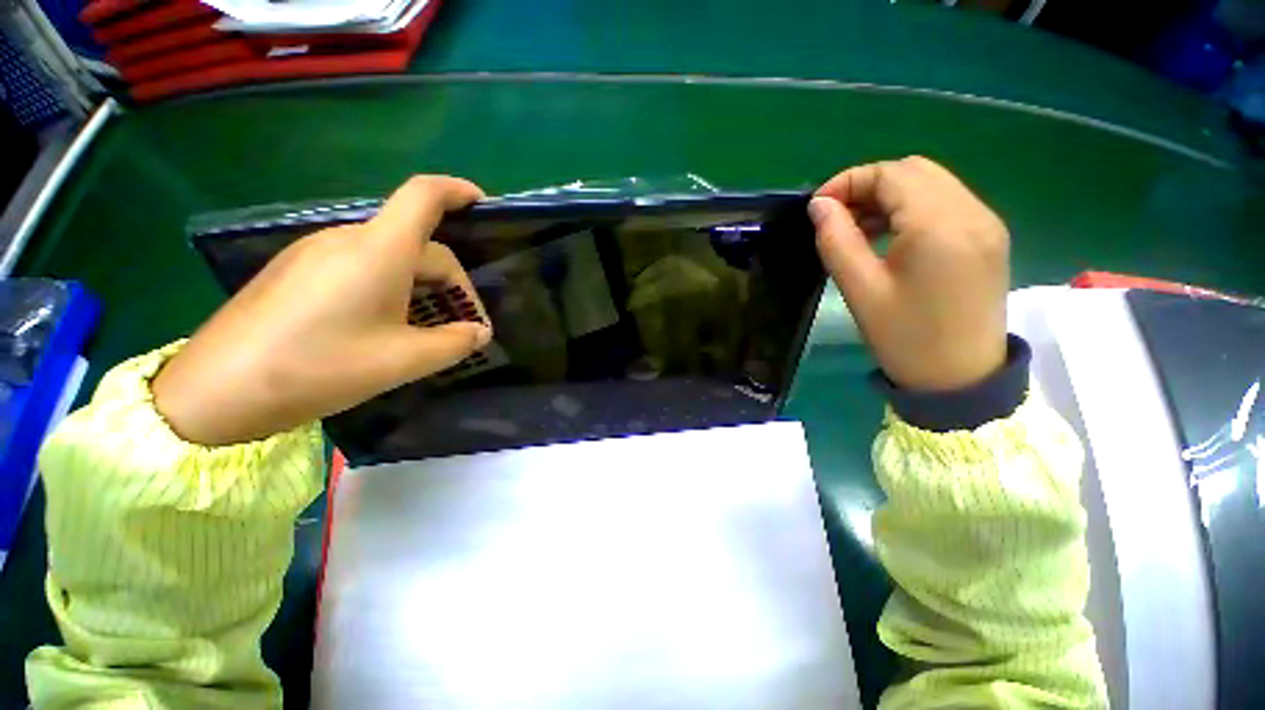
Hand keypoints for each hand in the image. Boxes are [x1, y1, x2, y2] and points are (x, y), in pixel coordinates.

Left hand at [154, 176, 491, 445]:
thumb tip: (479, 332)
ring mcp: (316, 253)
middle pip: (417, 242)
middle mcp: (348, 239)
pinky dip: (390, 288)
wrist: (217, 390)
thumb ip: (455, 343)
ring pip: (390, 257)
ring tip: (427, 328)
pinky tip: (386, 324)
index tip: (481, 204)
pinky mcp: (297, 271)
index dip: (457, 191)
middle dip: (451, 280)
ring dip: (421, 286)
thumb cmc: (319, 367)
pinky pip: (360, 266)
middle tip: (463, 324)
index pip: (424, 196)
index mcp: (378, 251)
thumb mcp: (404, 360)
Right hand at [809, 156, 1008, 391]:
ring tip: (858, 229)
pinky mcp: (988, 237)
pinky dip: (911, 209)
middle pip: (914, 171)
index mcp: (940, 226)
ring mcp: (986, 223)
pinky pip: (946, 203)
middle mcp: (972, 212)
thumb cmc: (905, 339)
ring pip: (932, 184)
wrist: (961, 379)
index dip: (848, 181)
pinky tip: (890, 236)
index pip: (891, 175)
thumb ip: (836, 241)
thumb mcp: (860, 290)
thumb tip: (819, 206)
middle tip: (836, 217)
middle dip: (868, 185)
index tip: (817, 207)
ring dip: (889, 196)